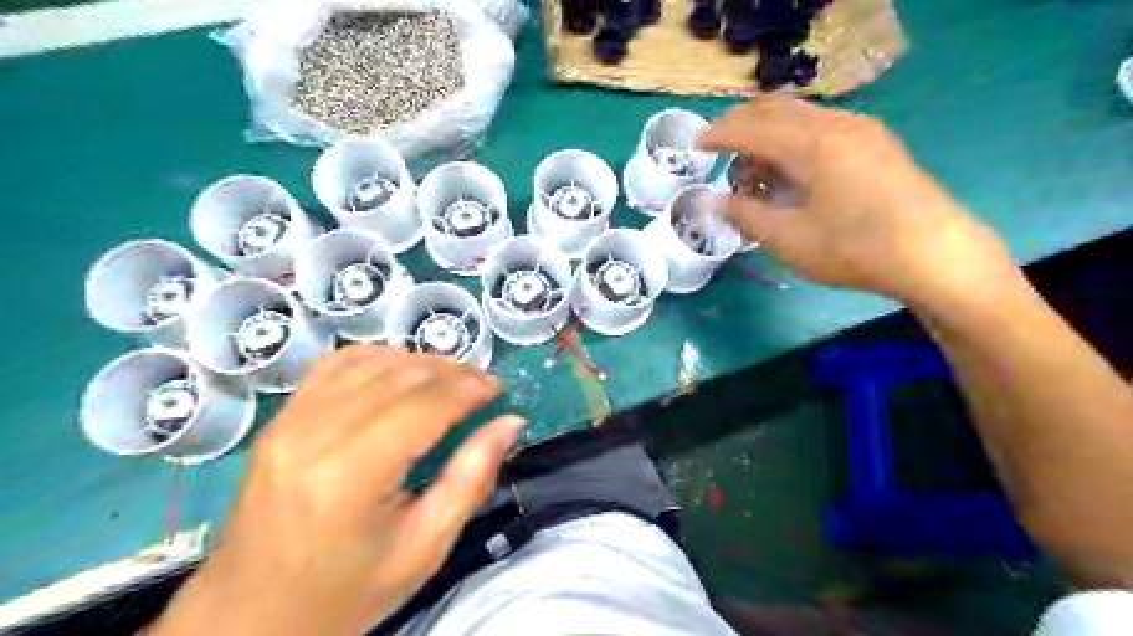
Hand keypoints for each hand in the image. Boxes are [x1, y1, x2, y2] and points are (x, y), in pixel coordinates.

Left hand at [146, 345, 523, 635]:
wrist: (247, 619)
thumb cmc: (345, 593)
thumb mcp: (424, 548)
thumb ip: (472, 478)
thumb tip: (509, 423)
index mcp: (352, 475)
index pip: (425, 404)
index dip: (469, 388)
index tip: (498, 391)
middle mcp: (315, 435)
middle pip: (400, 375)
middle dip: (452, 372)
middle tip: (482, 386)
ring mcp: (289, 422)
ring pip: (370, 361)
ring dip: (419, 362)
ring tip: (450, 379)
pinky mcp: (279, 420)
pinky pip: (334, 365)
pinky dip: (377, 358)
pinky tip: (400, 371)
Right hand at [696, 98, 1012, 307]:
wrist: (934, 254)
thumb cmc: (854, 249)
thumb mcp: (789, 240)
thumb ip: (746, 215)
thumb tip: (714, 201)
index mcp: (812, 146)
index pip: (751, 128)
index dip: (718, 135)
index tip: (696, 147)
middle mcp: (836, 125)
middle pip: (776, 108)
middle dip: (740, 124)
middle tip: (719, 149)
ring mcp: (861, 129)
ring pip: (800, 114)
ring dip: (768, 131)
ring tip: (753, 167)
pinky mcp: (876, 142)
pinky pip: (822, 125)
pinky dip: (794, 137)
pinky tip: (792, 168)